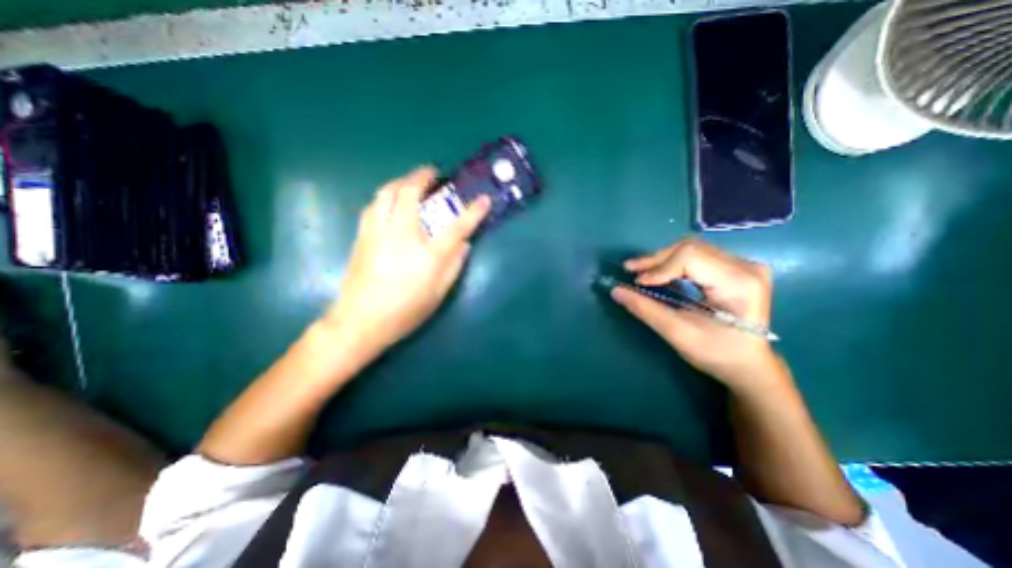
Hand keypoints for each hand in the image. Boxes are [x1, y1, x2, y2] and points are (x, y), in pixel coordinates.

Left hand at [325, 165, 493, 358]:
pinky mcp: (362, 236)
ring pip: (386, 193)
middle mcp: (402, 235)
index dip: (473, 212)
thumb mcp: (438, 293)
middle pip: (410, 193)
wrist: (361, 321)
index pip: (457, 227)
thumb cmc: (405, 311)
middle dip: (423, 176)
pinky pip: (374, 205)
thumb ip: (454, 265)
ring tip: (411, 182)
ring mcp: (378, 232)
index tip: (484, 199)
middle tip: (433, 173)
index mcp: (427, 254)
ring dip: (401, 181)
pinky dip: (386, 196)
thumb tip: (464, 244)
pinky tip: (390, 202)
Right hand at [609, 237, 781, 391]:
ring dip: (663, 259)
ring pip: (691, 249)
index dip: (660, 267)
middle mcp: (745, 266)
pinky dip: (673, 263)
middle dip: (657, 259)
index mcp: (739, 283)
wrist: (748, 365)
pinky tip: (659, 273)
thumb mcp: (677, 333)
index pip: (691, 257)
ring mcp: (743, 265)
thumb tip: (615, 290)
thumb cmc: (716, 353)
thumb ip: (645, 309)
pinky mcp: (735, 268)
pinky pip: (697, 256)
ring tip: (641, 272)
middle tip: (631, 270)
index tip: (638, 283)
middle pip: (690, 248)